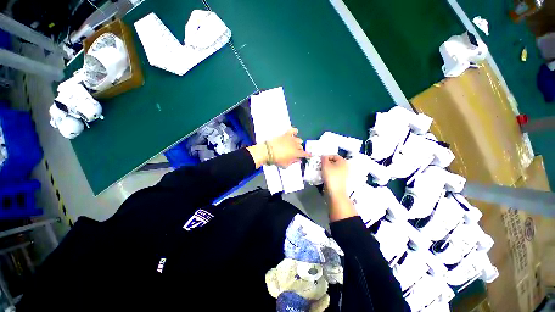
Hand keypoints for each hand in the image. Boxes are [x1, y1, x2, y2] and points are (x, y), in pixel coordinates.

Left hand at [247, 128, 309, 168]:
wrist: (268, 151)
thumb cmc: (277, 159)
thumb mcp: (285, 164)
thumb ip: (293, 162)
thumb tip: (298, 160)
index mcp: (296, 153)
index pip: (305, 154)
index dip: (308, 155)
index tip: (309, 155)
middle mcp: (295, 145)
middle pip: (301, 147)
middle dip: (300, 150)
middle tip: (297, 153)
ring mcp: (290, 139)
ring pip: (298, 139)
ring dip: (298, 143)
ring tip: (295, 145)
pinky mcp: (285, 135)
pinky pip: (292, 130)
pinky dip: (294, 131)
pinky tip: (295, 132)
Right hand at [321, 155, 356, 221]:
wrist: (335, 192)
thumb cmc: (331, 176)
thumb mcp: (325, 165)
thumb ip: (324, 158)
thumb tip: (323, 156)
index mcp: (343, 161)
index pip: (333, 155)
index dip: (326, 157)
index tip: (320, 161)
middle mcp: (345, 166)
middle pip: (333, 162)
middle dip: (326, 163)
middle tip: (319, 166)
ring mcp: (344, 174)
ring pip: (333, 168)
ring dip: (326, 169)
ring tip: (321, 171)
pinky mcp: (341, 180)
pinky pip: (334, 174)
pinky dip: (329, 174)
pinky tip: (324, 177)